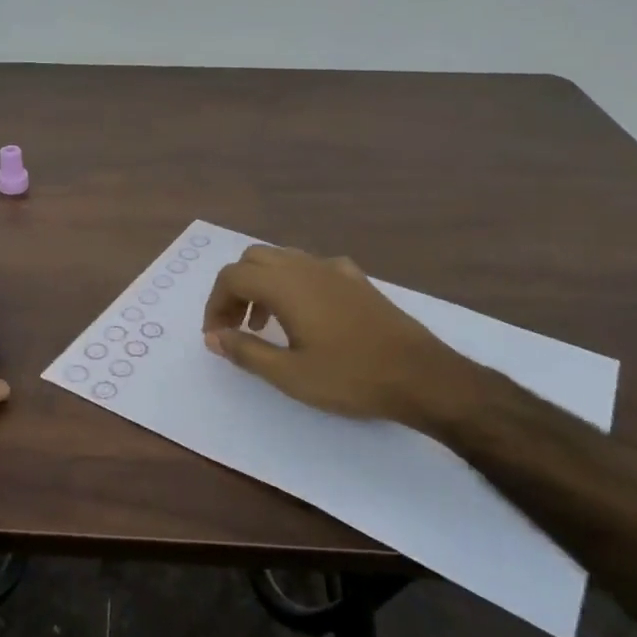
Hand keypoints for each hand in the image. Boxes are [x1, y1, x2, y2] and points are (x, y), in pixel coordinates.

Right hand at [201, 245, 488, 435]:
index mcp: (285, 285)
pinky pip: (311, 268)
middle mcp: (306, 266)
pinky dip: (292, 283)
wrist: (422, 376)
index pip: (231, 277)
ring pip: (283, 260)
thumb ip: (245, 351)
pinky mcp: (357, 280)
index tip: (216, 336)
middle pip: (253, 260)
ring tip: (264, 324)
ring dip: (262, 285)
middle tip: (235, 327)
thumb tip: (214, 336)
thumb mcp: (289, 374)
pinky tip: (305, 314)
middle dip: (236, 289)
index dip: (215, 304)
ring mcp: (335, 270)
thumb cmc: (350, 377)